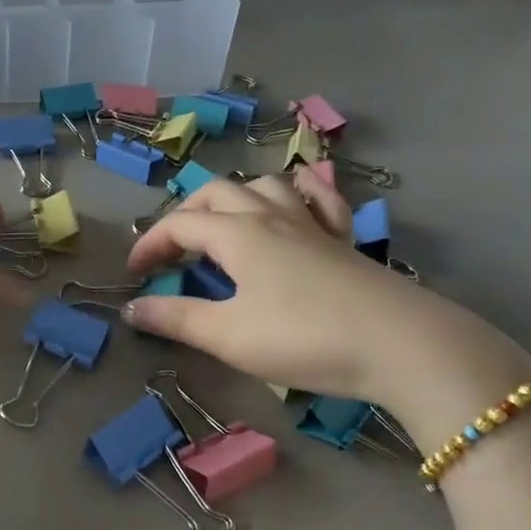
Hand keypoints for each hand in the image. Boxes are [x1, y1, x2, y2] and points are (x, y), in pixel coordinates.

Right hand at [123, 170, 530, 434]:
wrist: (400, 344)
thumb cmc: (302, 338)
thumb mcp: (227, 335)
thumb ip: (176, 319)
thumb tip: (130, 310)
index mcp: (237, 233)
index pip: (179, 224)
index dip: (150, 244)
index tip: (133, 276)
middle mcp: (271, 215)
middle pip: (217, 192)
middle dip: (186, 214)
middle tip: (174, 249)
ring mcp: (311, 223)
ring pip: (265, 185)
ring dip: (236, 196)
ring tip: (225, 224)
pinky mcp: (344, 240)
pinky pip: (319, 198)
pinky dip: (299, 192)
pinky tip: (297, 201)